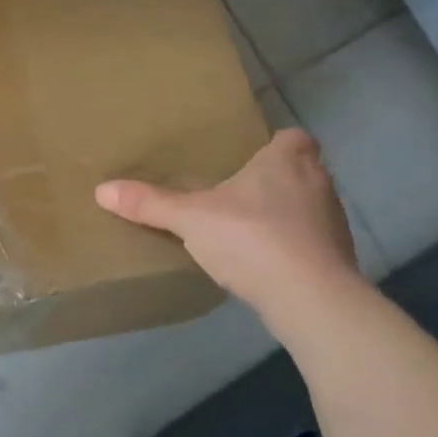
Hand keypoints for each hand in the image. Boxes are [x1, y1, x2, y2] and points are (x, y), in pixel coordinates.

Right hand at [96, 129, 359, 315]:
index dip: (274, 144)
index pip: (293, 137)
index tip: (247, 158)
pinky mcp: (337, 258)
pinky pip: (309, 241)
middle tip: (234, 192)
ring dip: (282, 215)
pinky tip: (262, 261)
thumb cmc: (252, 238)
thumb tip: (101, 189)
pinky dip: (291, 246)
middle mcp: (319, 183)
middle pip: (299, 171)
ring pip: (306, 207)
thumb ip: (150, 203)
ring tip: (244, 228)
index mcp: (288, 160)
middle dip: (272, 180)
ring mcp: (333, 222)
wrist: (310, 299)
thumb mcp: (190, 219)